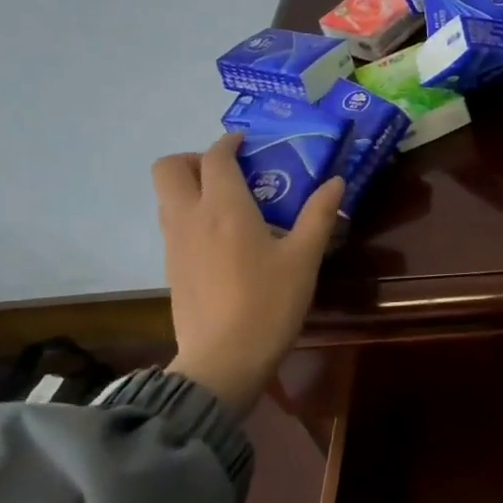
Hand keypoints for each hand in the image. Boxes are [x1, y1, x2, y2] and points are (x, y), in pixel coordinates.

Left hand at [153, 136, 342, 417]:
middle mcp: (190, 217)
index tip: (247, 144)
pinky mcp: (171, 268)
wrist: (224, 359)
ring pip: (166, 196)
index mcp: (224, 208)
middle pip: (168, 168)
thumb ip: (319, 215)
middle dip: (194, 159)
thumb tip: (336, 181)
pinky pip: (172, 224)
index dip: (229, 143)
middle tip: (229, 173)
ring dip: (190, 187)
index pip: (216, 157)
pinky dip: (190, 215)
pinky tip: (223, 240)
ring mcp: (175, 244)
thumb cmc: (269, 304)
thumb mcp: (304, 259)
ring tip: (230, 205)